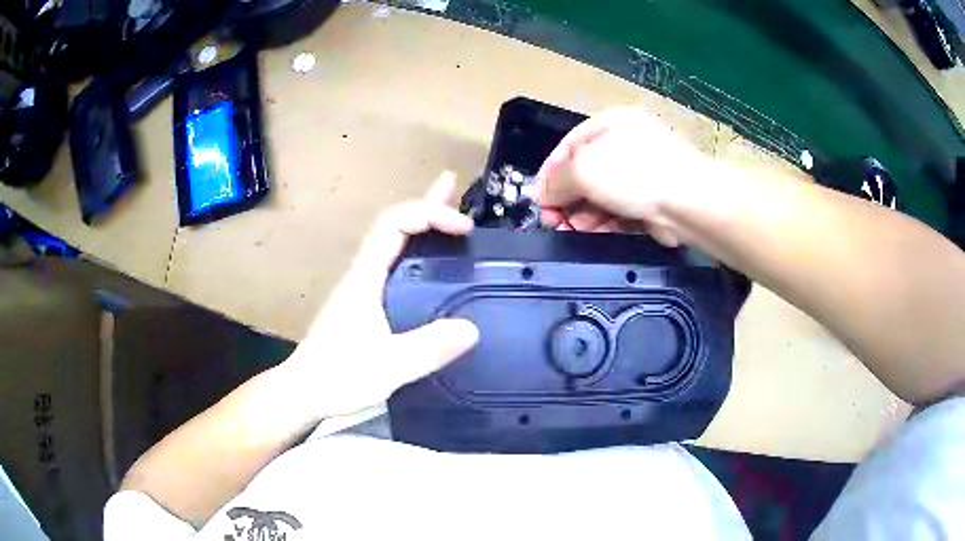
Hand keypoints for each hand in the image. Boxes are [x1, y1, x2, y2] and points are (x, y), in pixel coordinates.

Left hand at [281, 172, 479, 418]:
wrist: (304, 391)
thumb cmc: (337, 376)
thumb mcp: (386, 367)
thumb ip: (426, 349)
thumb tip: (472, 329)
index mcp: (365, 277)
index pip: (395, 224)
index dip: (429, 213)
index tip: (463, 227)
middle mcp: (364, 275)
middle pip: (395, 226)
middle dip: (426, 205)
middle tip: (454, 187)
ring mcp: (364, 289)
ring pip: (394, 245)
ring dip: (421, 225)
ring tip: (450, 215)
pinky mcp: (367, 306)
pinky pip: (395, 268)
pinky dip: (416, 253)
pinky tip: (431, 264)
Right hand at [535, 106, 713, 245]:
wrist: (690, 203)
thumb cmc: (634, 174)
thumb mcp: (585, 169)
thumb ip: (557, 180)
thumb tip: (542, 195)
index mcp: (611, 124)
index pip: (569, 145)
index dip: (550, 172)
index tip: (538, 199)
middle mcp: (627, 145)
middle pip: (585, 173)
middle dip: (566, 199)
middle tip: (553, 222)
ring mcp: (642, 174)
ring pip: (602, 196)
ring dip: (583, 215)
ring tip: (572, 231)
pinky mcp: (652, 201)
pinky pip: (620, 211)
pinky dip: (604, 223)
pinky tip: (593, 235)